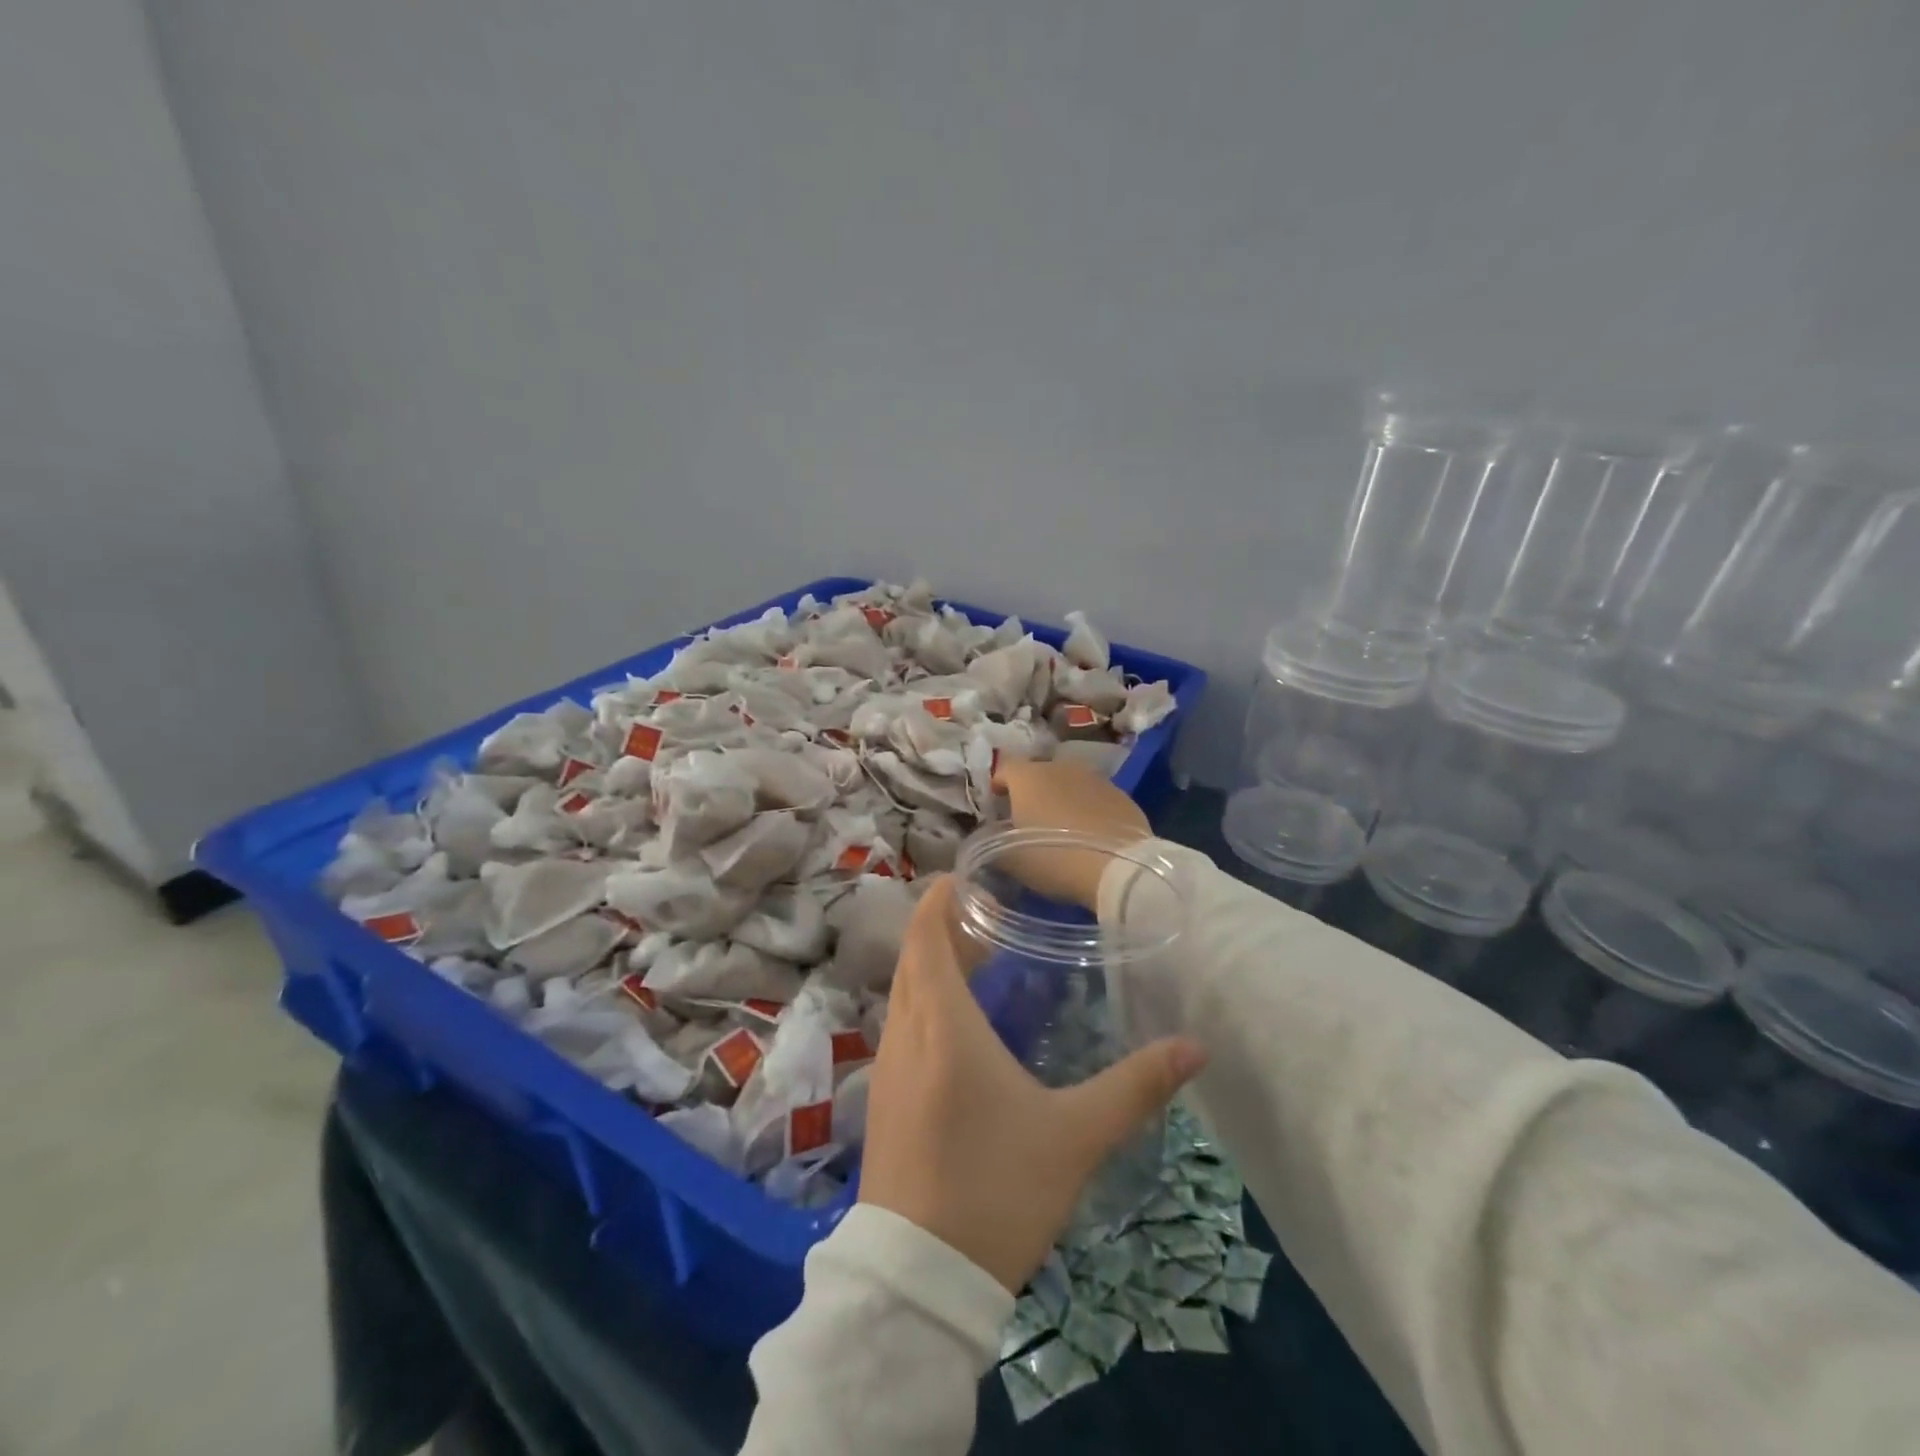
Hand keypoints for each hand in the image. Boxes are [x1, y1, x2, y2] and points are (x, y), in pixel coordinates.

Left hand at [860, 876, 1206, 1293]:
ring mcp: (887, 1069)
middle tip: (987, 917)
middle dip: (943, 930)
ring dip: (931, 968)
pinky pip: (900, 1028)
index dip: (937, 901)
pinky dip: (923, 1004)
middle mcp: (905, 1034)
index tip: (963, 879)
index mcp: (942, 1025)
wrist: (919, 1281)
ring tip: (977, 962)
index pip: (925, 937)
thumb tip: (1195, 1047)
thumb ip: (1135, 1086)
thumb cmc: (996, 1191)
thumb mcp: (1075, 1136)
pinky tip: (957, 1029)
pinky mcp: (883, 1102)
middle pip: (914, 960)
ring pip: (904, 995)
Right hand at [989, 759, 1151, 907]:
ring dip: (1063, 798)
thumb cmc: (1053, 859)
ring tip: (1062, 827)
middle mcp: (1061, 767)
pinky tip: (1091, 834)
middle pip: (1039, 773)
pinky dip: (1089, 809)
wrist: (1118, 868)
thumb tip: (990, 838)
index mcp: (1028, 777)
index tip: (998, 804)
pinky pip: (1096, 798)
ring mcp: (1095, 778)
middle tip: (1030, 818)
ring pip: (1070, 783)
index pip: (1005, 768)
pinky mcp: (1122, 795)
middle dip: (1032, 791)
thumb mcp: (1011, 860)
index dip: (999, 785)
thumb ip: (994, 844)